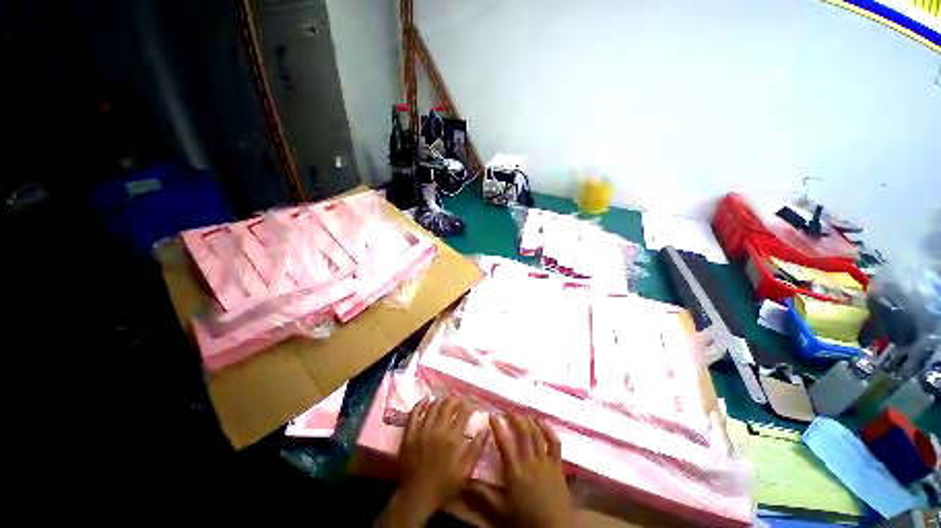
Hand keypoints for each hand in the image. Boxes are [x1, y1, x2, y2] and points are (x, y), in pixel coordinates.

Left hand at [377, 397, 487, 527]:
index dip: (470, 404)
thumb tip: (485, 429)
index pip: (464, 412)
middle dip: (456, 399)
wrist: (416, 497)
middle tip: (460, 400)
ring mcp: (421, 430)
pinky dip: (420, 404)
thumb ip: (476, 449)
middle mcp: (437, 429)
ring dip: (441, 399)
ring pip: (432, 406)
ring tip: (447, 399)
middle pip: (448, 404)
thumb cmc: (444, 486)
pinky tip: (426, 399)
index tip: (474, 403)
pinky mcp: (409, 433)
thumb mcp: (464, 471)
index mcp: (452, 438)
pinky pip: (414, 413)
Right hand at [469, 414, 572, 527]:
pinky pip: (555, 443)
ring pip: (537, 434)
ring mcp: (545, 461)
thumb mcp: (500, 510)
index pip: (504, 442)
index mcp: (515, 471)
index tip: (492, 415)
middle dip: (515, 418)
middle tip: (508, 412)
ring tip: (522, 415)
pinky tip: (542, 424)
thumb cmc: (524, 520)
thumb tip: (465, 481)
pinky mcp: (557, 465)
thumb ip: (483, 494)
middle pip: (523, 432)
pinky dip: (548, 430)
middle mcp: (530, 461)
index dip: (497, 426)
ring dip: (529, 421)